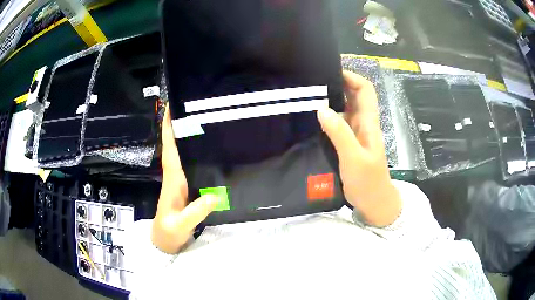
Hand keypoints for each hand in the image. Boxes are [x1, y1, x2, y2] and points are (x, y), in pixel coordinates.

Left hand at [151, 104, 218, 253]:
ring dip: (182, 136)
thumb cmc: (169, 232)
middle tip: (188, 107)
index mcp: (172, 180)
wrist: (163, 241)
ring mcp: (178, 181)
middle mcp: (174, 176)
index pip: (169, 150)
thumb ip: (196, 212)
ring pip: (179, 153)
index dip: (168, 130)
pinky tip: (200, 148)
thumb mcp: (182, 224)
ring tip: (195, 120)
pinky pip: (185, 163)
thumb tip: (215, 196)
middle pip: (173, 146)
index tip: (170, 109)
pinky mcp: (183, 187)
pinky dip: (189, 152)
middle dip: (177, 126)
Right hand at [317, 71, 401, 226]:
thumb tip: (322, 108)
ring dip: (331, 100)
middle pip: (354, 96)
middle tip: (314, 82)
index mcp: (368, 122)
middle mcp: (363, 124)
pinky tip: (313, 119)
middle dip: (338, 85)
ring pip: (345, 109)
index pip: (365, 90)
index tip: (332, 71)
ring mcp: (356, 134)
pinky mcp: (349, 144)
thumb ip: (340, 134)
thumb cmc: (367, 181)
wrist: (373, 202)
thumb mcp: (353, 158)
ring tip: (309, 96)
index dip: (352, 77)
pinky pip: (338, 124)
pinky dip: (328, 117)